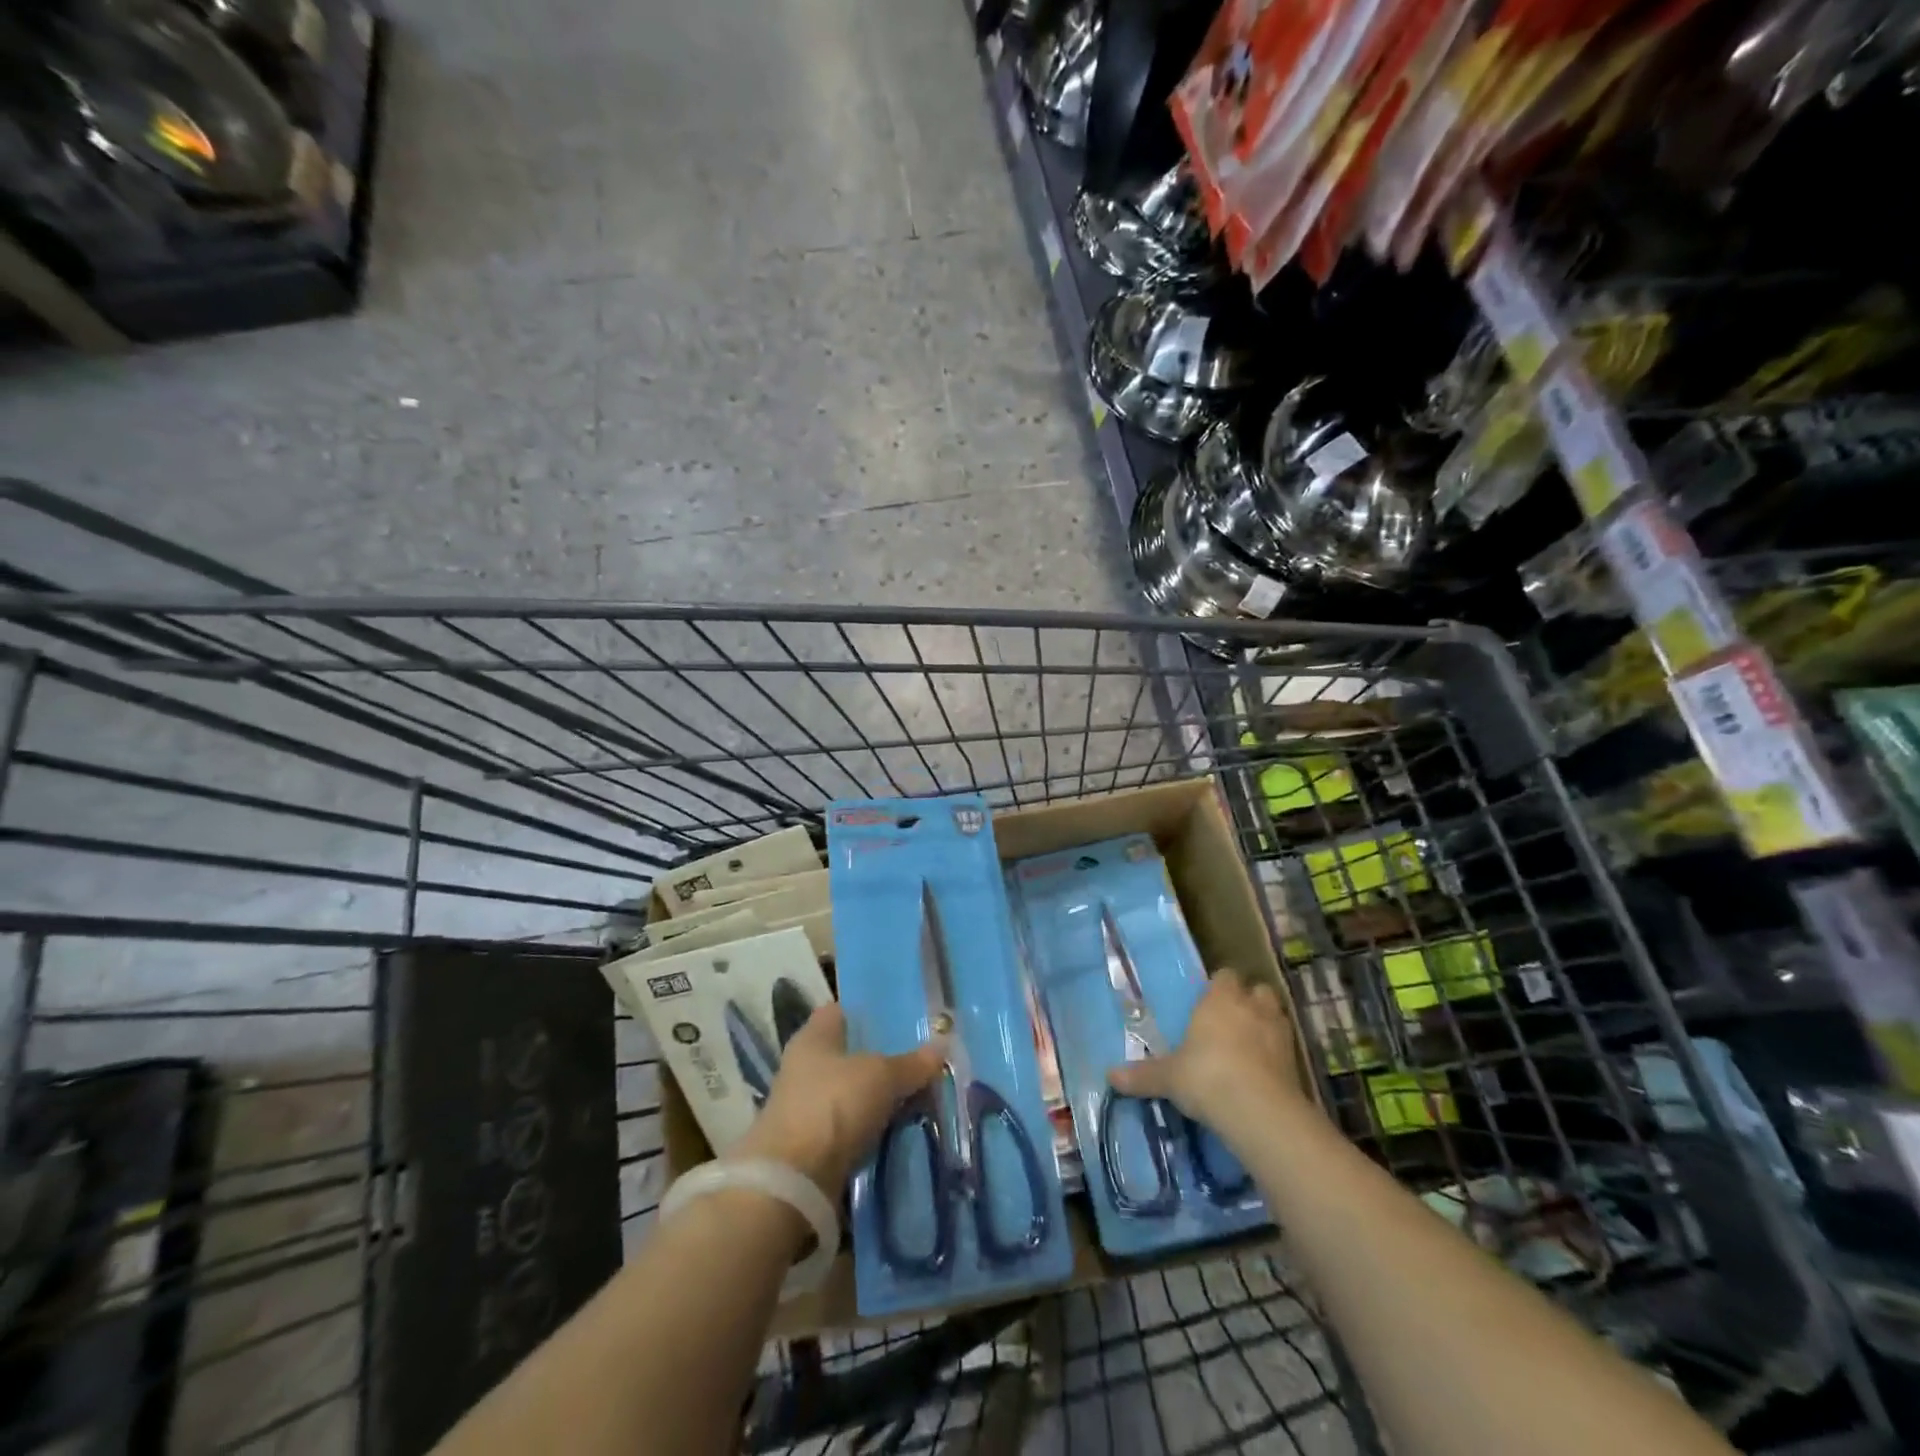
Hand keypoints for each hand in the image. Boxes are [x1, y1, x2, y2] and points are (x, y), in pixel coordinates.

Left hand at [733, 1004, 943, 1197]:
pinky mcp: (813, 1146)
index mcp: (813, 1036)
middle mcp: (805, 1066)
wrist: (793, 1181)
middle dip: (883, 1058)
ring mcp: (806, 1107)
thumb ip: (912, 1062)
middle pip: (850, 1054)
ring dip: (879, 1098)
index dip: (870, 1012)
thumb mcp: (881, 1076)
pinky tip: (902, 1129)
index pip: (842, 1011)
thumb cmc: (833, 1105)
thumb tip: (943, 1045)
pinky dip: (873, 1128)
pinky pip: (852, 1127)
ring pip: (853, 1093)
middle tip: (923, 1059)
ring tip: (922, 1095)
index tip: (904, 1016)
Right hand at [1108, 971, 1302, 1130]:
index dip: (1219, 986)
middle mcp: (1252, 1007)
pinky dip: (1277, 1054)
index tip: (1208, 1001)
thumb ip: (1143, 1075)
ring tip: (1250, 1044)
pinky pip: (1286, 1047)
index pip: (1224, 976)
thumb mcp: (1169, 1077)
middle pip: (1256, 990)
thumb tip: (1109, 1076)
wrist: (1259, 1111)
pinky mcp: (1297, 1061)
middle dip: (1247, 1001)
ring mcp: (1279, 1033)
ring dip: (1265, 1024)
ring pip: (1275, 1014)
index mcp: (1220, 1000)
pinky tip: (1264, 1072)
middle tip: (1231, 1020)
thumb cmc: (1206, 1076)